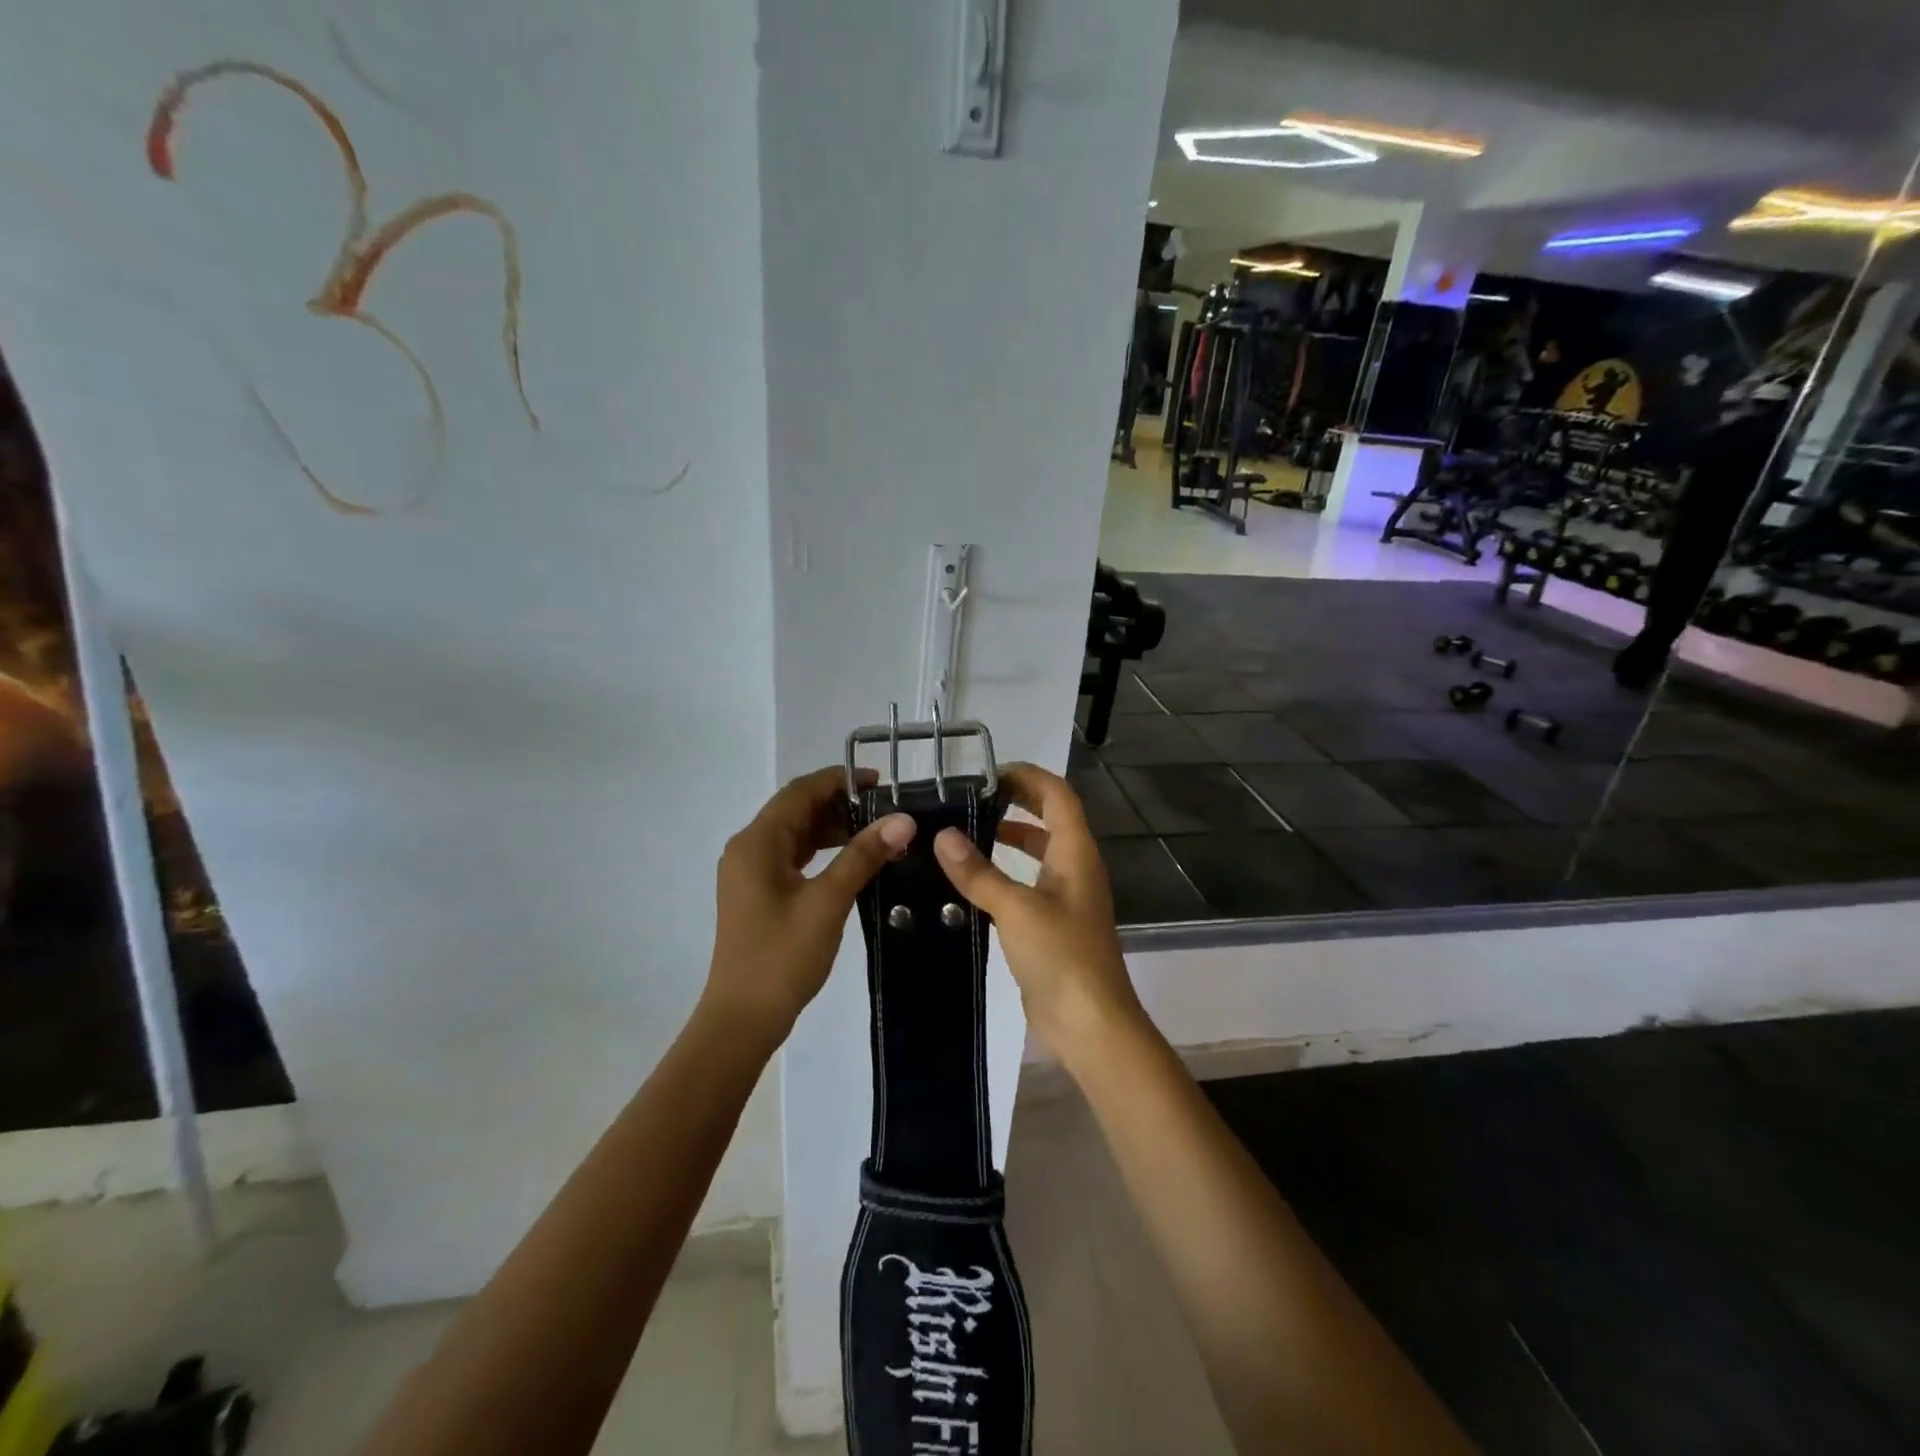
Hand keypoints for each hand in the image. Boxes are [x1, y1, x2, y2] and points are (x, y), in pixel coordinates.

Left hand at [703, 766, 914, 1045]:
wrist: (742, 1018)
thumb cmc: (782, 956)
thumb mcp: (828, 901)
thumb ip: (863, 855)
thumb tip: (903, 820)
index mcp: (757, 842)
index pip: (800, 792)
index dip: (840, 780)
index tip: (882, 783)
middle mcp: (748, 848)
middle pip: (796, 809)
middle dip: (840, 804)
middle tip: (886, 810)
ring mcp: (750, 872)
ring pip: (795, 834)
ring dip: (832, 828)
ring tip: (876, 833)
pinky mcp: (757, 892)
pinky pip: (792, 857)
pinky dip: (821, 851)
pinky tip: (851, 860)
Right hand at [932, 763, 1145, 1064]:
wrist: (1090, 1023)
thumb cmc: (1061, 956)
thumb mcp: (1015, 909)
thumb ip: (978, 872)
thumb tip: (943, 836)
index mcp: (1076, 853)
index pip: (1057, 795)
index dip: (1028, 776)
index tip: (988, 773)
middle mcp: (1075, 868)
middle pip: (1050, 818)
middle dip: (1017, 802)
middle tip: (973, 797)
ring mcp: (1066, 898)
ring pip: (1039, 853)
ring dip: (1009, 837)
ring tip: (966, 832)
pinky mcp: (1053, 925)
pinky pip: (1028, 885)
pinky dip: (1004, 873)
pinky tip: (970, 882)